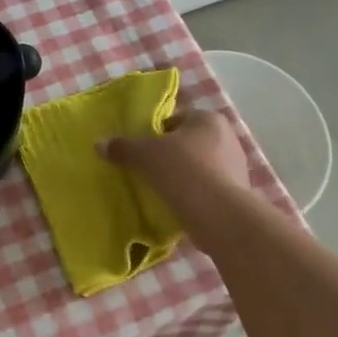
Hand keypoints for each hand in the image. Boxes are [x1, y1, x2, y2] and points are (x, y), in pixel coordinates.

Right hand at [99, 108, 251, 195]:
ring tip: (160, 191)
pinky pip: (207, 189)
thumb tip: (99, 144)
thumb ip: (123, 147)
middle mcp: (227, 137)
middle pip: (187, 143)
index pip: (175, 120)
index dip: (154, 134)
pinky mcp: (238, 194)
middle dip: (169, 156)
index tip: (141, 152)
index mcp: (209, 119)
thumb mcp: (146, 155)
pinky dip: (193, 195)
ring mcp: (236, 167)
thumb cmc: (184, 172)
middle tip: (147, 171)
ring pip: (198, 167)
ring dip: (181, 177)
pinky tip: (178, 206)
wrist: (220, 217)